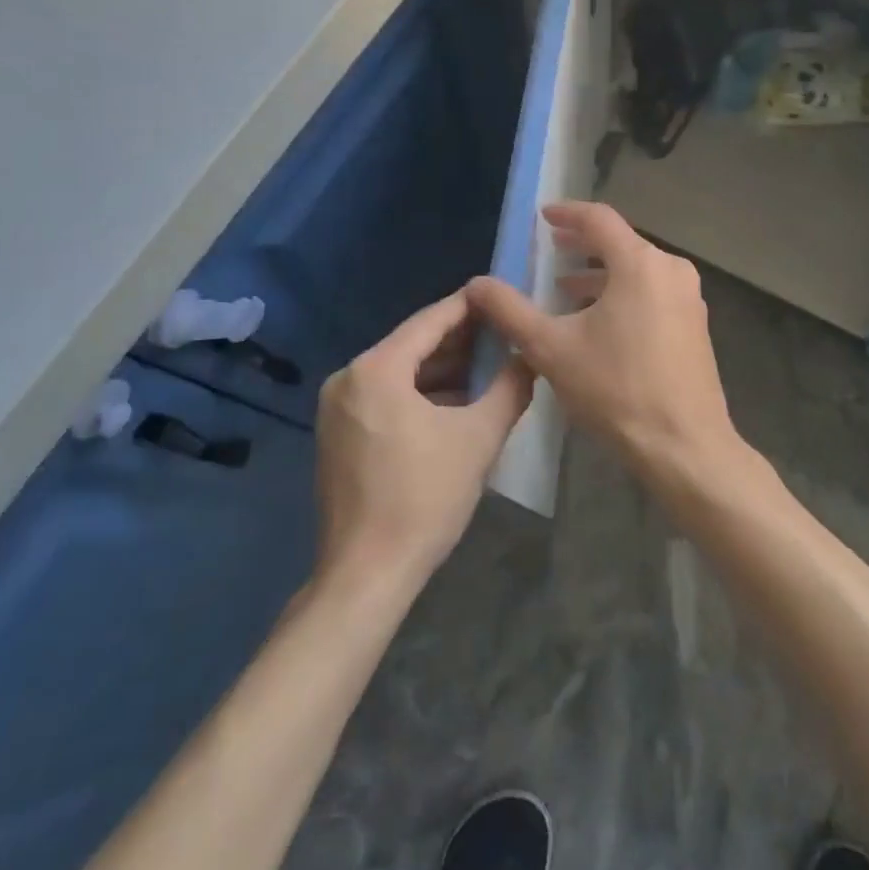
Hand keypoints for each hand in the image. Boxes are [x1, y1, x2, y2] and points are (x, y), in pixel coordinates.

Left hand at [314, 290, 533, 591]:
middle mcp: (348, 377)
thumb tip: (531, 356)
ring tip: (489, 363)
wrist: (367, 575)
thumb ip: (510, 388)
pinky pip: (385, 395)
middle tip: (504, 329)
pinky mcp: (338, 433)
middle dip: (460, 339)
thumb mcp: (478, 439)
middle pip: (413, 344)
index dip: (470, 306)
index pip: (431, 321)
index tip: (501, 294)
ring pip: (399, 371)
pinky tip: (456, 400)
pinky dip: (420, 392)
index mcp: (376, 369)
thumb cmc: (424, 499)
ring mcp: (338, 407)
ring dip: (442, 368)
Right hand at [466, 202, 738, 474]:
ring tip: (566, 287)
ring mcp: (688, 297)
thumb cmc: (616, 389)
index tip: (543, 216)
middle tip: (551, 248)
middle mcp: (670, 269)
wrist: (684, 446)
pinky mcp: (695, 324)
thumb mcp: (551, 348)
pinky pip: (653, 291)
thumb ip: (510, 311)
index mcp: (639, 263)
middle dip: (583, 244)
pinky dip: (624, 293)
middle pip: (621, 242)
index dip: (567, 213)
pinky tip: (600, 320)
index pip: (599, 219)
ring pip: (638, 269)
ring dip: (602, 273)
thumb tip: (477, 284)